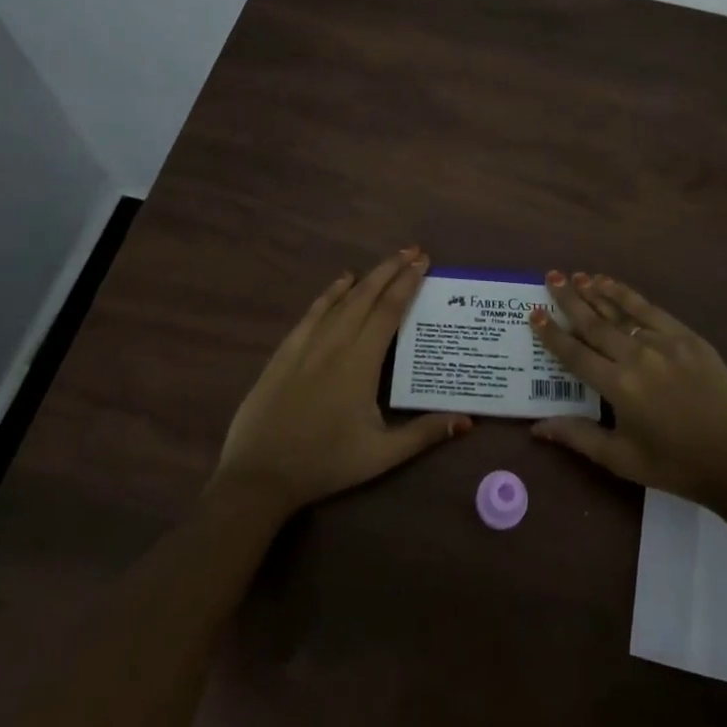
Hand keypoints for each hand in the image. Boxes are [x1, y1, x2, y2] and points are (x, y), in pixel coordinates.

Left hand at [209, 247, 471, 518]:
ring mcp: (307, 344)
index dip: (407, 283)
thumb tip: (467, 420)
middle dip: (391, 270)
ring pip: (341, 299)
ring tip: (387, 262)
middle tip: (413, 251)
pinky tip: (341, 281)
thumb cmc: (325, 464)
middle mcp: (335, 343)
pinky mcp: (285, 351)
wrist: (259, 475)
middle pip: (367, 296)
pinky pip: (313, 311)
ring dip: (366, 277)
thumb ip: (424, 433)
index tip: (423, 262)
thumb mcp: (381, 455)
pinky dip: (330, 293)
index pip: (389, 311)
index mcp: (361, 362)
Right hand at [529, 273, 726, 518]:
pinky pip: (651, 310)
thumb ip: (578, 437)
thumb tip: (536, 427)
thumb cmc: (677, 466)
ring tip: (576, 276)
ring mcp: (665, 343)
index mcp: (619, 388)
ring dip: (596, 292)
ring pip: (621, 311)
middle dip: (569, 299)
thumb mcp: (622, 460)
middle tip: (550, 277)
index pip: (575, 354)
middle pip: (595, 323)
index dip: (551, 334)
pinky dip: (628, 296)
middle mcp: (638, 357)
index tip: (533, 313)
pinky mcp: (688, 338)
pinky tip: (613, 285)